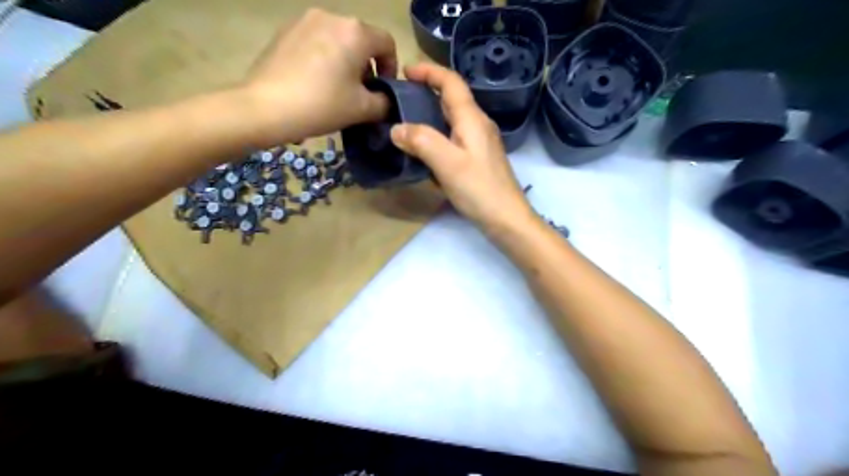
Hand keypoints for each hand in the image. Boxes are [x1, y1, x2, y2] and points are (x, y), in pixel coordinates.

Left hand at [239, 8, 397, 143]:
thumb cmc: (322, 105)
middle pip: (361, 40)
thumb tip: (387, 100)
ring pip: (338, 40)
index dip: (391, 68)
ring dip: (345, 61)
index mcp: (356, 32)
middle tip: (360, 93)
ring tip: (336, 88)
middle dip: (366, 66)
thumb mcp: (363, 109)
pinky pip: (316, 41)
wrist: (265, 107)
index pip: (387, 43)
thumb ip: (385, 102)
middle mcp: (332, 16)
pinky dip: (323, 58)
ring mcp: (305, 20)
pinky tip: (314, 81)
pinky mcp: (285, 31)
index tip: (382, 91)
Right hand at [388, 64, 531, 233]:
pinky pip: (454, 139)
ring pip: (452, 120)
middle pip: (452, 99)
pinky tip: (424, 151)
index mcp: (472, 119)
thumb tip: (396, 128)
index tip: (405, 72)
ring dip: (430, 116)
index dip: (429, 72)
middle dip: (427, 92)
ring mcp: (479, 143)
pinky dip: (437, 137)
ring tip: (406, 122)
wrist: (506, 219)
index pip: (451, 82)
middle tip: (400, 99)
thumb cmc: (479, 189)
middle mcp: (478, 125)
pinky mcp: (477, 160)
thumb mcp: (447, 163)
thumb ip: (421, 141)